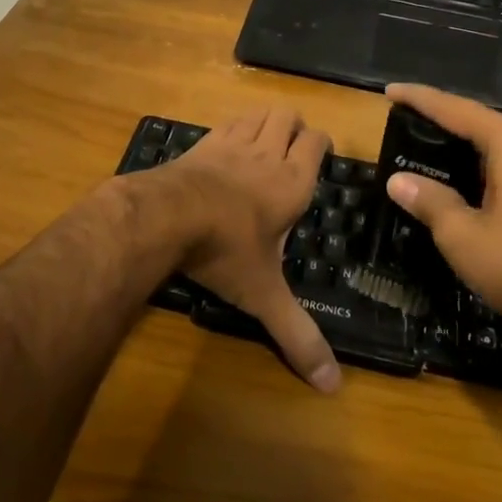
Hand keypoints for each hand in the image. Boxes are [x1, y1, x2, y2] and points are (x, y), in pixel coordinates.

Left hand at [142, 108, 340, 393]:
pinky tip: (227, 147)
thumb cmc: (227, 251)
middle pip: (288, 116)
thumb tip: (333, 388)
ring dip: (265, 121)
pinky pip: (226, 122)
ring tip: (265, 142)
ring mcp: (232, 143)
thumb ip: (296, 335)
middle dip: (294, 126)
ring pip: (258, 114)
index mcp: (292, 182)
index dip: (321, 143)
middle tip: (292, 149)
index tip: (321, 155)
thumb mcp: (264, 296)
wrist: (169, 216)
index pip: (317, 142)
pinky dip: (234, 127)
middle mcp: (267, 154)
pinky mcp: (202, 143)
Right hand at [380, 84, 501, 352]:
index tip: (389, 92)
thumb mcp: (461, 234)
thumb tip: (397, 181)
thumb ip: (428, 200)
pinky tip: (461, 181)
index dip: (418, 99)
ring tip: (423, 147)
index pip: (454, 109)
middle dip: (439, 120)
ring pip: (495, 144)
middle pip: (476, 121)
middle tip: (402, 121)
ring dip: (460, 146)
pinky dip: (480, 166)